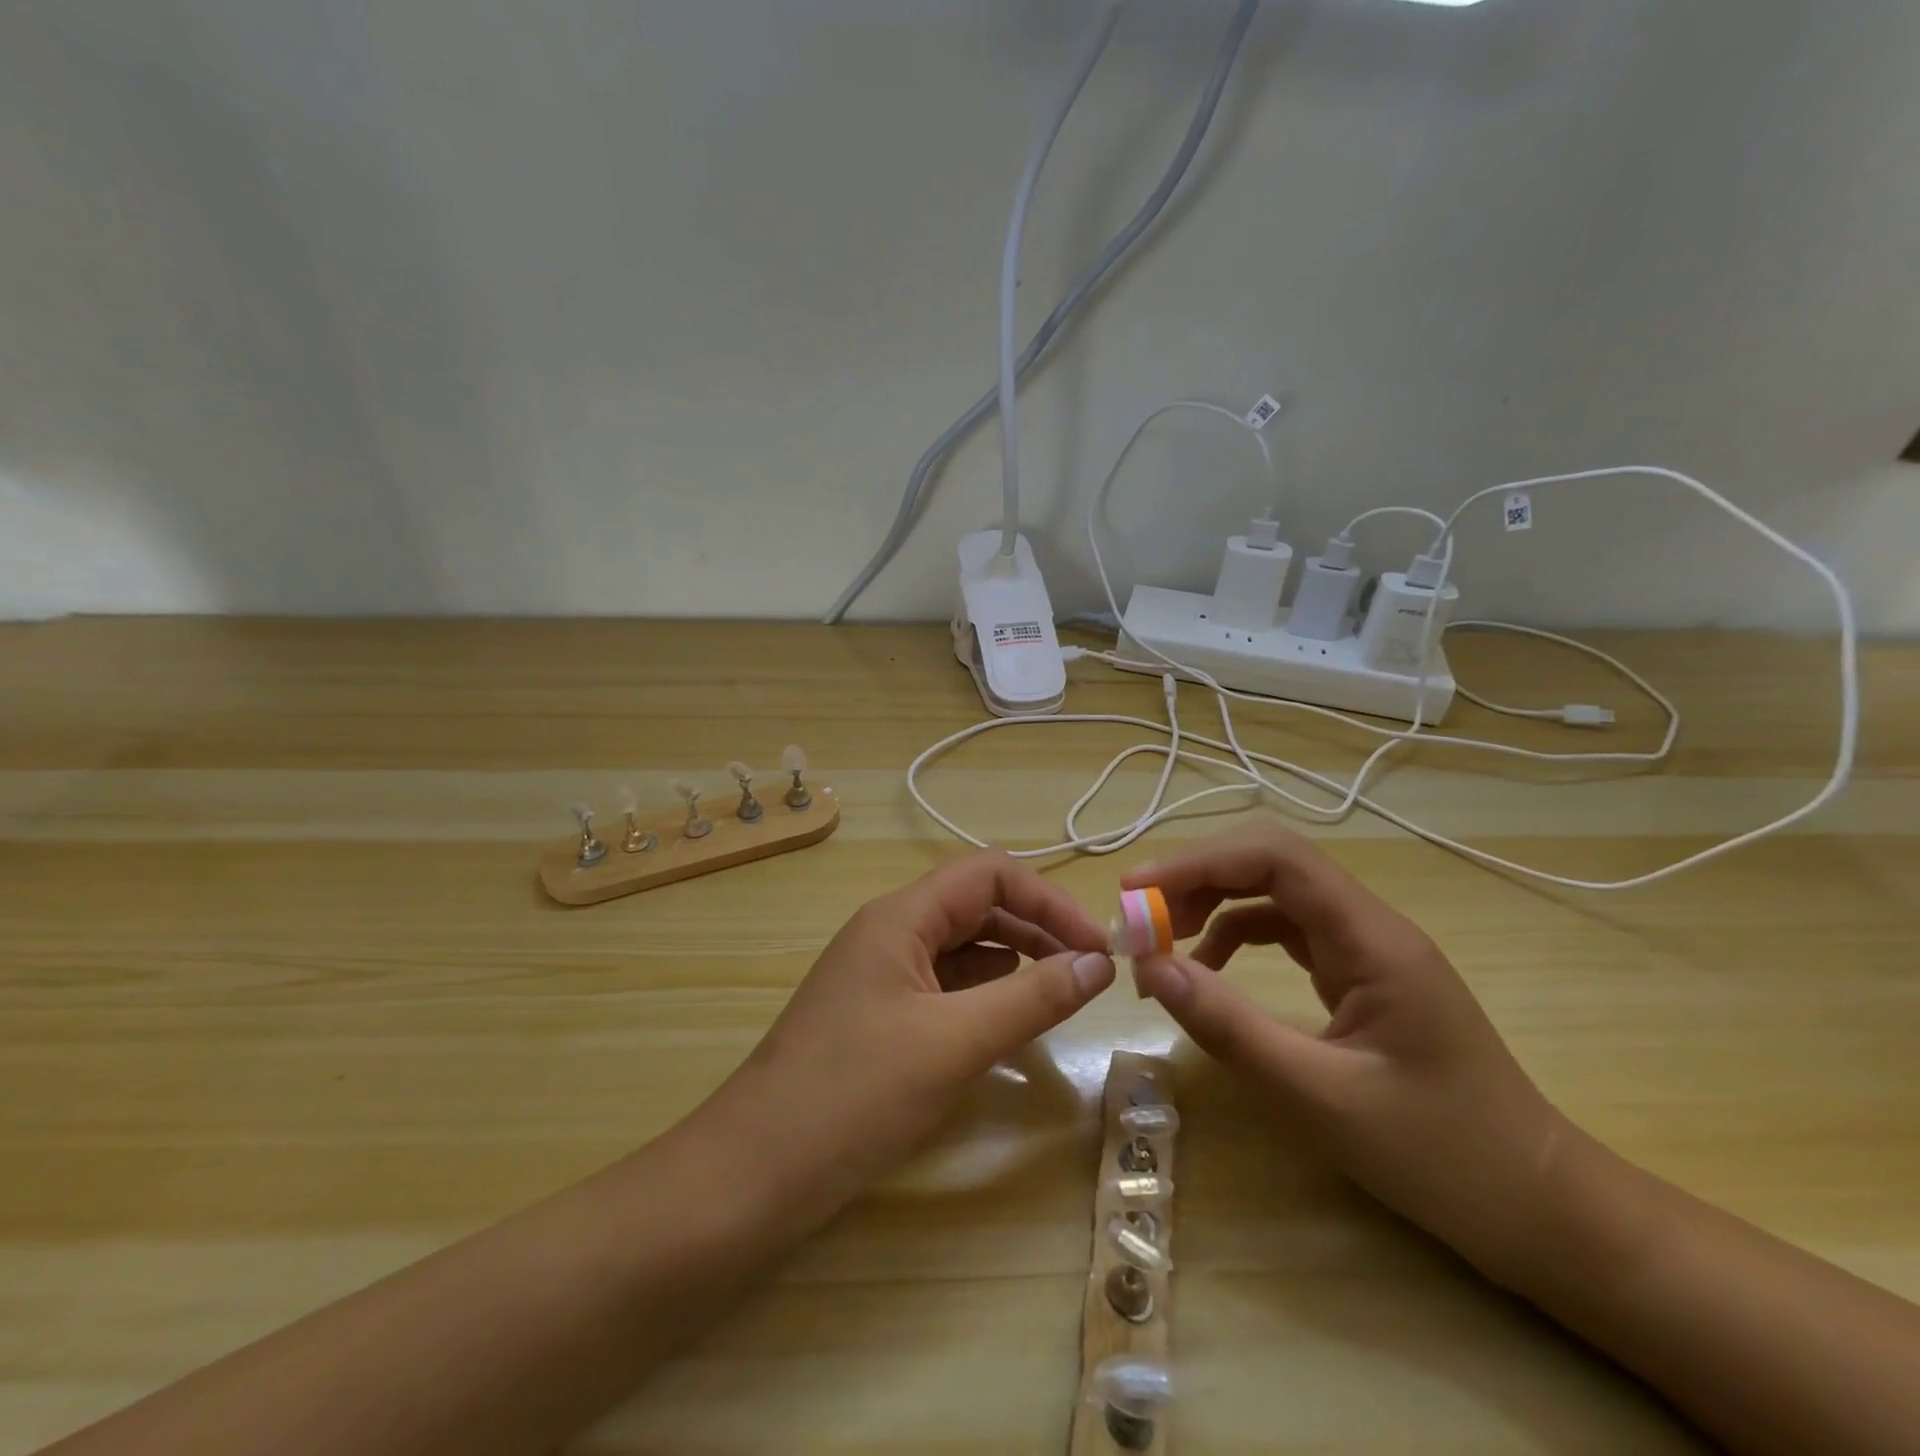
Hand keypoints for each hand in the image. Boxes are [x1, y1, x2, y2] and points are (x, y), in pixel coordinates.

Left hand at [695, 851, 1115, 1229]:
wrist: (751, 1174)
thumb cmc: (853, 1096)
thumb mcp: (954, 1043)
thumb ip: (1032, 997)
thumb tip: (1099, 962)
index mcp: (900, 917)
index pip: (989, 873)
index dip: (1048, 900)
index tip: (1096, 947)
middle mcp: (889, 932)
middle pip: (976, 905)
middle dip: (1036, 928)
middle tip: (1089, 972)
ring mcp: (880, 974)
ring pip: (961, 946)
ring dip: (1014, 960)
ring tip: (1059, 992)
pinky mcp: (877, 1015)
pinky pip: (943, 985)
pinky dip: (984, 993)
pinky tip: (1007, 1019)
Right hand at [1125, 823, 1567, 1278]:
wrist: (1540, 1209)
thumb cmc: (1443, 1156)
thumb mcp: (1322, 1097)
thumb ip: (1231, 1028)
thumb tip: (1151, 969)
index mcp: (1372, 938)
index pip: (1276, 858)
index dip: (1199, 862)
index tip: (1137, 891)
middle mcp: (1368, 926)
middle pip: (1270, 863)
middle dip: (1198, 877)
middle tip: (1140, 915)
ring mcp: (1365, 948)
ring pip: (1274, 893)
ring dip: (1212, 902)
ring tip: (1162, 938)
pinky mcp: (1358, 974)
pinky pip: (1284, 930)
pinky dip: (1235, 936)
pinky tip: (1209, 969)